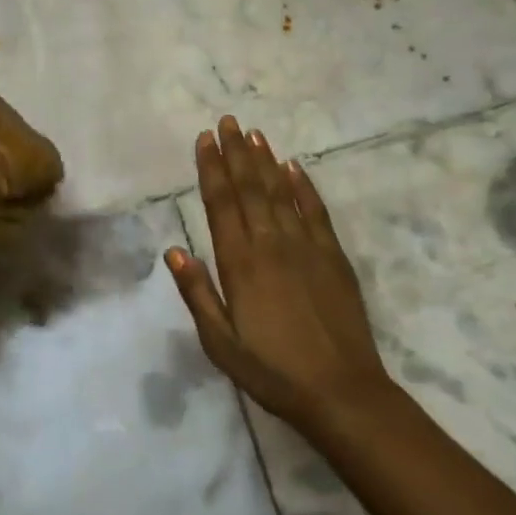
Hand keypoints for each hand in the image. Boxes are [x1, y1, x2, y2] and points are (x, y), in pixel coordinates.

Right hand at [167, 117, 396, 435]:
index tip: (205, 139)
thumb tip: (173, 249)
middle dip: (235, 152)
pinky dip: (303, 186)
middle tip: (227, 121)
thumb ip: (197, 293)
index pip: (221, 203)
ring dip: (265, 160)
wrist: (342, 393)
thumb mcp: (221, 343)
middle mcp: (270, 244)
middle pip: (249, 188)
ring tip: (254, 133)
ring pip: (280, 192)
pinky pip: (315, 211)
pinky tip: (293, 166)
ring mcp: (305, 246)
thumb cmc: (272, 371)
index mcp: (239, 263)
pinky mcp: (333, 256)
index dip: (211, 168)